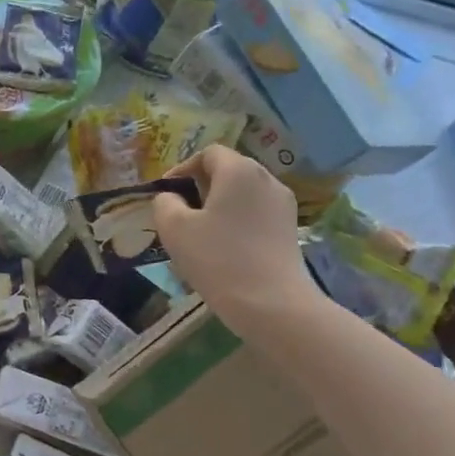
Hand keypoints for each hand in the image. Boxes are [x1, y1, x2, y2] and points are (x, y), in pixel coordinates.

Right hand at [152, 147, 325, 336]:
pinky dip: (237, 220)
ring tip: (201, 232)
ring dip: (220, 205)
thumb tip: (171, 198)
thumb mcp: (174, 228)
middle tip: (180, 213)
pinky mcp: (289, 229)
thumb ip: (165, 203)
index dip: (183, 168)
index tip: (167, 194)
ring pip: (243, 193)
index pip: (209, 153)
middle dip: (201, 186)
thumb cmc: (217, 258)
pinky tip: (224, 247)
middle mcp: (266, 179)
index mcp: (239, 170)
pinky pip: (256, 213)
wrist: (270, 302)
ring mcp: (283, 204)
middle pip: (229, 170)